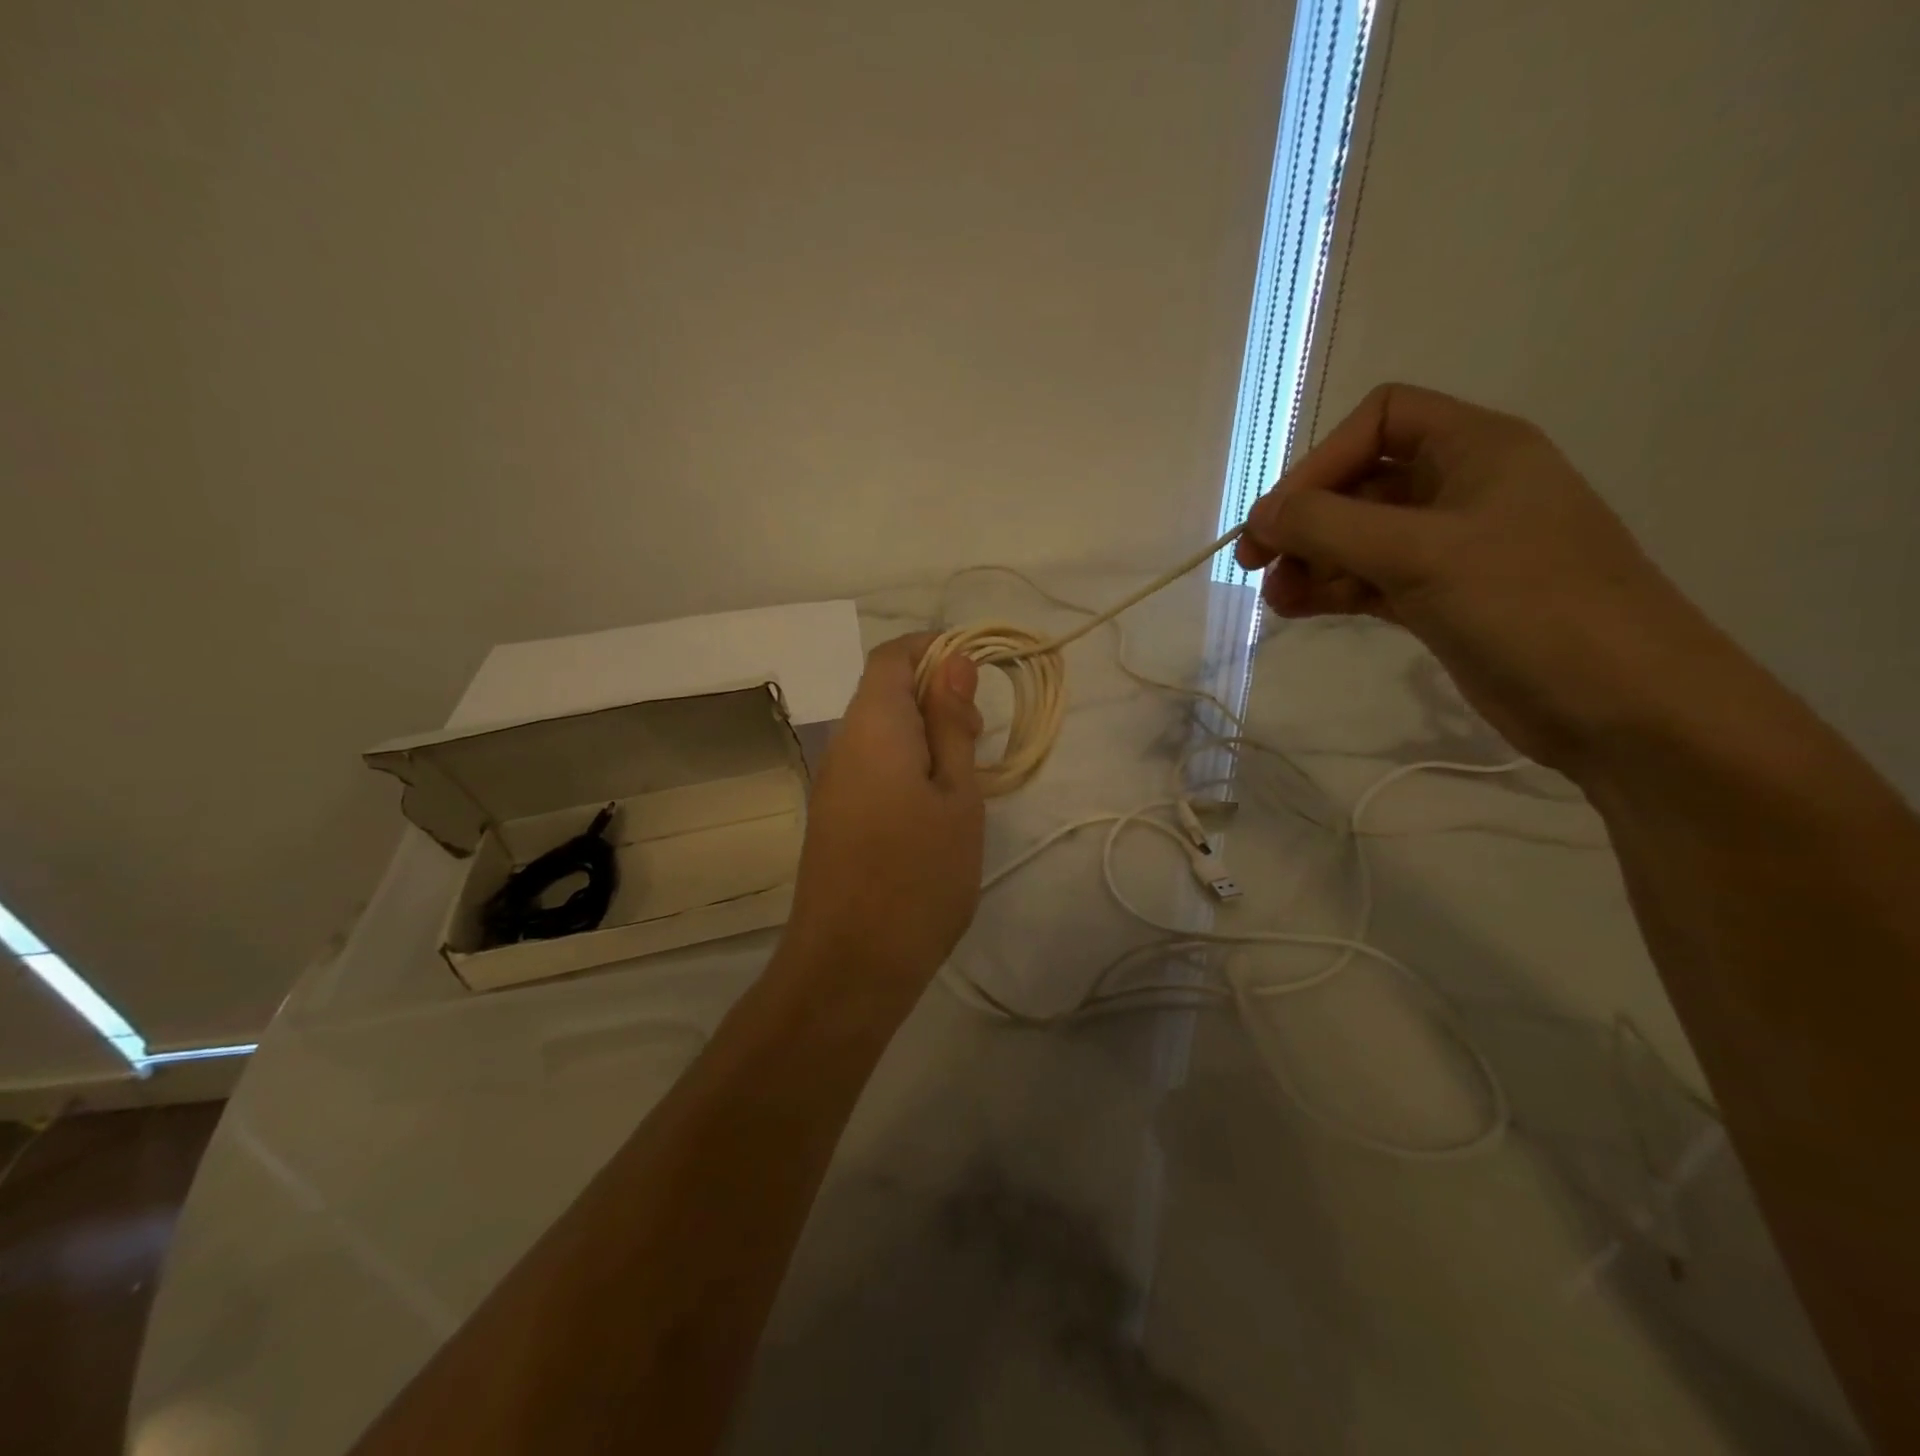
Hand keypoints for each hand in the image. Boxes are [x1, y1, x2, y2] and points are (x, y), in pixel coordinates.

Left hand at [780, 633, 984, 1004]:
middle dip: (935, 698)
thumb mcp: (956, 795)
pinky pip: (872, 767)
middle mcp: (842, 743)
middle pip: (885, 692)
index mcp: (873, 725)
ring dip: (925, 737)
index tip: (979, 676)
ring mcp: (832, 782)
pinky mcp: (834, 815)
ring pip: (881, 732)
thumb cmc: (919, 875)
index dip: (934, 650)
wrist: (851, 964)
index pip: (892, 655)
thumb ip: (952, 724)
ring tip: (965, 782)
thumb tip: (953, 663)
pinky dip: (906, 767)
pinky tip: (935, 809)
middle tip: (980, 741)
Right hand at [1236, 382, 1719, 772]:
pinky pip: (1371, 579)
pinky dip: (1333, 589)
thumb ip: (1330, 526)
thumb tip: (1260, 515)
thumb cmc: (1528, 606)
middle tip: (1254, 564)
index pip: (1379, 420)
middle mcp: (1463, 487)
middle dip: (1305, 519)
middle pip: (1360, 481)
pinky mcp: (1443, 598)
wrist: (1620, 703)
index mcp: (1476, 448)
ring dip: (1312, 560)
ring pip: (1360, 537)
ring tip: (1276, 598)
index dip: (1320, 461)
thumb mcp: (1421, 553)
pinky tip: (1299, 609)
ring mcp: (1453, 547)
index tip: (1278, 518)